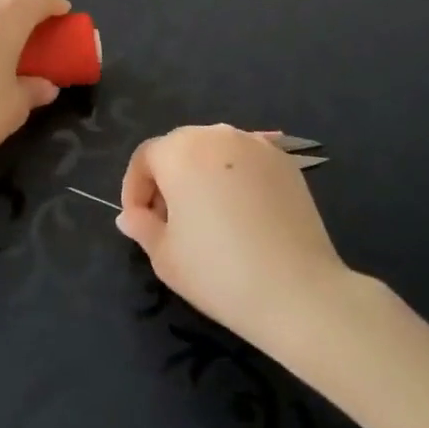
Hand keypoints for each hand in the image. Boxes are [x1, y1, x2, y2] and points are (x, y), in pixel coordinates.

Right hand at [117, 125, 348, 344]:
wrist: (298, 292)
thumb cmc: (218, 272)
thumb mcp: (165, 256)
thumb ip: (141, 227)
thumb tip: (130, 216)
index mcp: (179, 151)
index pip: (145, 158)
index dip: (135, 189)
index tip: (139, 221)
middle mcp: (216, 135)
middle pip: (180, 148)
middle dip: (168, 179)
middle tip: (170, 220)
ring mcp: (256, 145)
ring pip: (215, 151)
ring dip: (202, 175)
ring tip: (207, 216)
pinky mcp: (286, 162)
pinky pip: (247, 161)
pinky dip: (235, 179)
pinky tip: (242, 214)